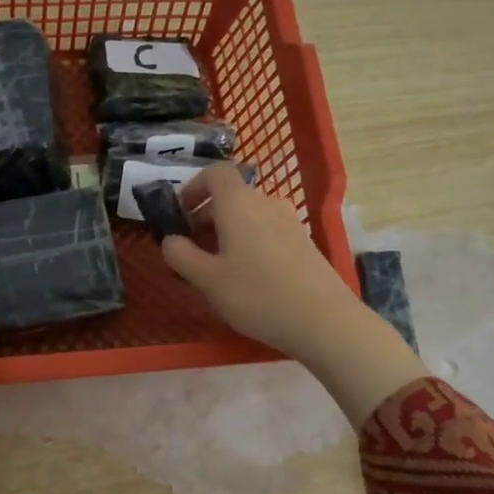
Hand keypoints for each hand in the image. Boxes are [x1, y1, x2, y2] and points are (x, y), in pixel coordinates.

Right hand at [161, 165, 424, 423]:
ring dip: (227, 231)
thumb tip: (170, 239)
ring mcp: (289, 222)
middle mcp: (265, 203)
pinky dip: (248, 242)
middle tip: (190, 249)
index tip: (180, 213)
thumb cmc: (257, 295)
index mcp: (239, 204)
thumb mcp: (207, 280)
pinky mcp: (303, 242)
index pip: (215, 173)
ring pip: (249, 215)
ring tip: (216, 267)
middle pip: (231, 196)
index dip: (194, 187)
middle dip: (205, 216)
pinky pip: (266, 230)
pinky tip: (246, 276)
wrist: (324, 320)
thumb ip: (181, 255)